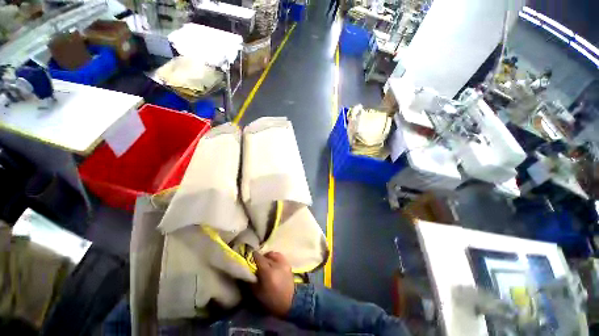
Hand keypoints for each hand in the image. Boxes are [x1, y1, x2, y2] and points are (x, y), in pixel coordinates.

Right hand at [252, 251, 294, 316]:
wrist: (290, 303)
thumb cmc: (271, 300)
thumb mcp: (257, 293)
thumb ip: (251, 280)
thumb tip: (248, 272)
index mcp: (267, 272)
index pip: (259, 258)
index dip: (253, 256)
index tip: (249, 256)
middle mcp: (275, 264)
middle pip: (266, 256)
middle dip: (260, 258)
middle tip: (256, 263)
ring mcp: (283, 263)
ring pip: (273, 254)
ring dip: (268, 257)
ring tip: (265, 262)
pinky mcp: (288, 264)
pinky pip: (279, 256)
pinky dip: (275, 257)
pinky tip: (273, 263)